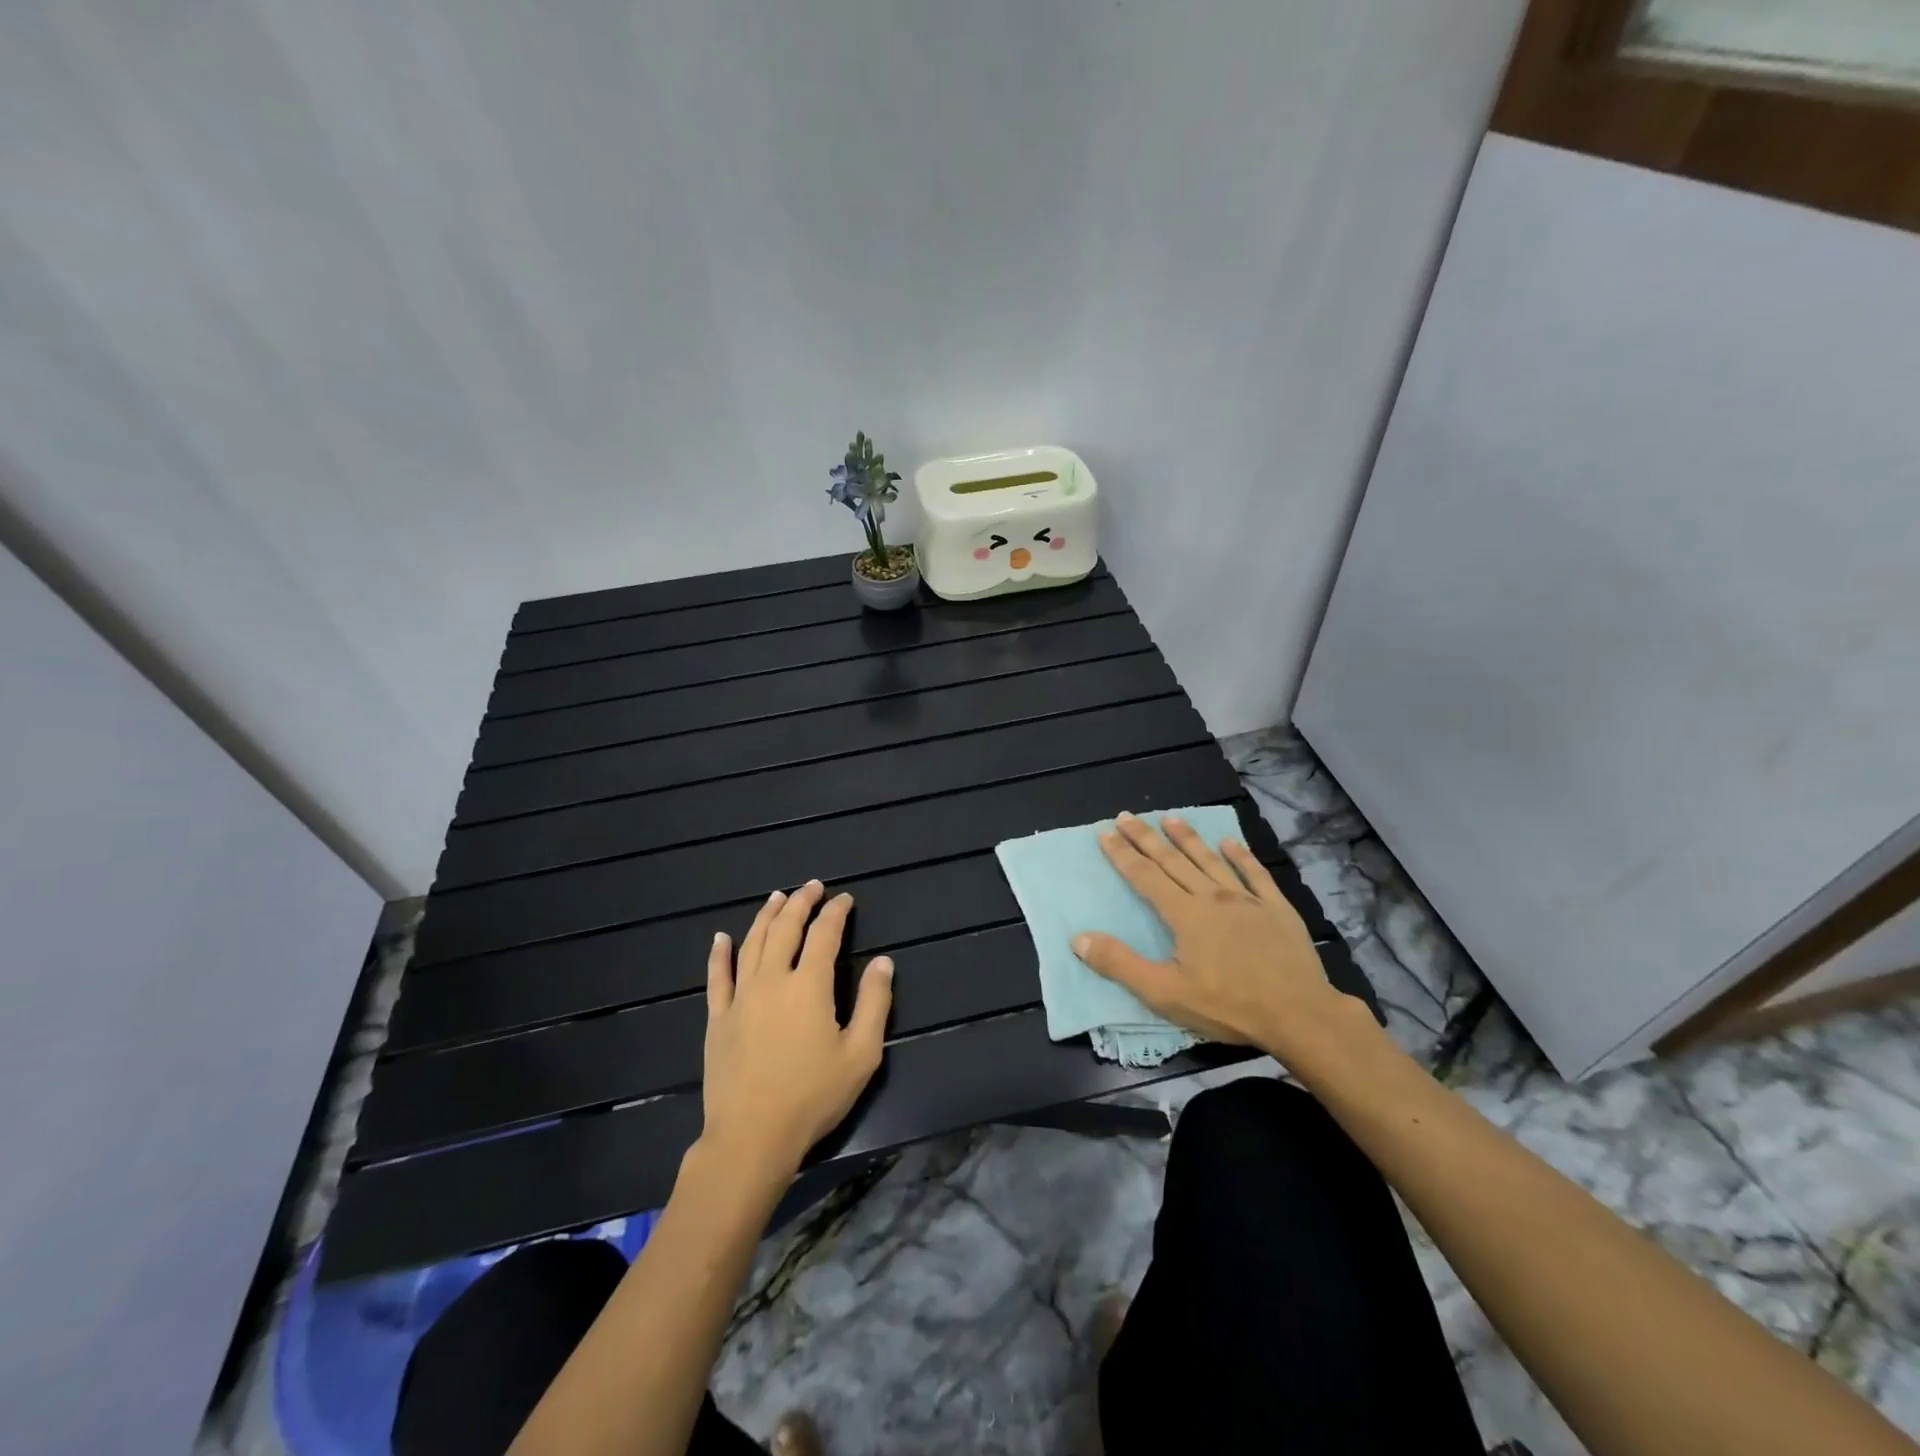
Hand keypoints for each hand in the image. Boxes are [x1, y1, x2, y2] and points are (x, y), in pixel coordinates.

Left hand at [700, 881, 892, 1177]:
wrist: (751, 1138)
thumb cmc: (813, 1097)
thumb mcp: (861, 1054)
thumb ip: (874, 1003)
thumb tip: (883, 961)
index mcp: (809, 985)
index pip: (824, 934)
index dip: (836, 912)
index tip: (845, 899)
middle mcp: (772, 980)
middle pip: (785, 928)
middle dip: (800, 903)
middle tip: (812, 887)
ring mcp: (740, 997)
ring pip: (752, 943)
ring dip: (766, 916)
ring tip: (777, 897)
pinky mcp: (717, 1019)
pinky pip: (717, 977)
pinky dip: (719, 954)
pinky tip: (720, 937)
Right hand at [1073, 812, 1367, 1059]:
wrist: (1299, 1014)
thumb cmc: (1228, 1006)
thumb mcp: (1165, 993)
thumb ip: (1120, 964)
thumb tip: (1079, 939)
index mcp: (1184, 915)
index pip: (1145, 877)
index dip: (1123, 854)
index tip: (1105, 832)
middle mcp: (1212, 897)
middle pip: (1173, 861)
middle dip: (1146, 838)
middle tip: (1126, 816)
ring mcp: (1247, 900)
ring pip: (1210, 860)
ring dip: (1188, 838)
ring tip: (1171, 818)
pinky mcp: (1277, 909)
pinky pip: (1255, 874)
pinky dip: (1241, 856)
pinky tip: (1231, 842)